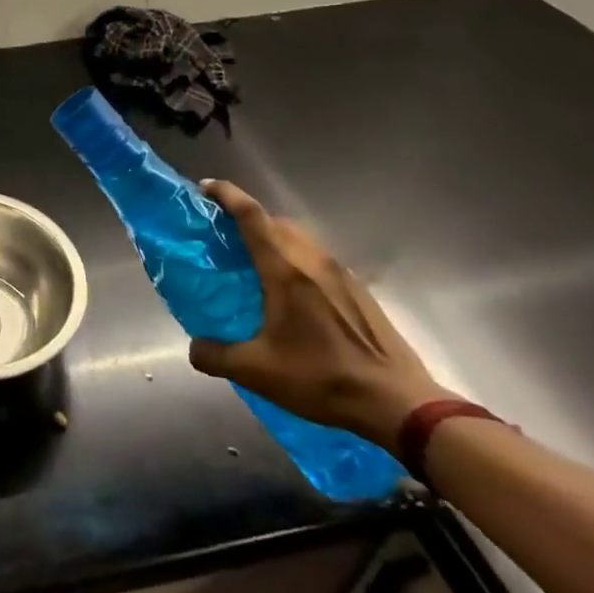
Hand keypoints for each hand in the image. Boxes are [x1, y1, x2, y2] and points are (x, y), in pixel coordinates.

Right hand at [186, 181, 454, 449]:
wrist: (399, 404)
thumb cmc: (323, 378)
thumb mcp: (257, 372)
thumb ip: (215, 355)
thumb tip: (194, 348)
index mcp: (285, 270)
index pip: (251, 215)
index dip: (226, 195)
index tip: (204, 188)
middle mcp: (312, 261)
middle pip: (275, 221)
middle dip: (246, 217)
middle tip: (222, 233)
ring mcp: (340, 274)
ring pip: (299, 238)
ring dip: (272, 238)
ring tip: (253, 262)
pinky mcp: (358, 291)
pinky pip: (316, 258)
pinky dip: (295, 258)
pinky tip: (290, 293)